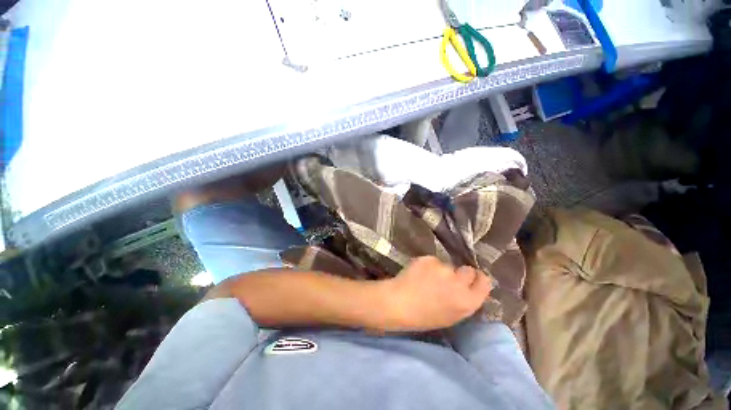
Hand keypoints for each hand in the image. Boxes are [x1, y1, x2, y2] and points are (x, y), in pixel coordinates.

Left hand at [380, 256, 491, 330]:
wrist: (398, 303)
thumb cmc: (423, 316)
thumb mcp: (451, 316)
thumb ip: (464, 300)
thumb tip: (468, 287)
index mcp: (467, 302)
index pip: (484, 282)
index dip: (478, 279)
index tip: (472, 279)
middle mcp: (459, 283)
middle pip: (468, 270)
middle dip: (461, 273)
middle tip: (447, 278)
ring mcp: (443, 268)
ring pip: (448, 265)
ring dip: (441, 270)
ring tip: (427, 278)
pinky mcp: (429, 259)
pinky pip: (433, 260)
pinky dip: (428, 265)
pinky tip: (418, 273)